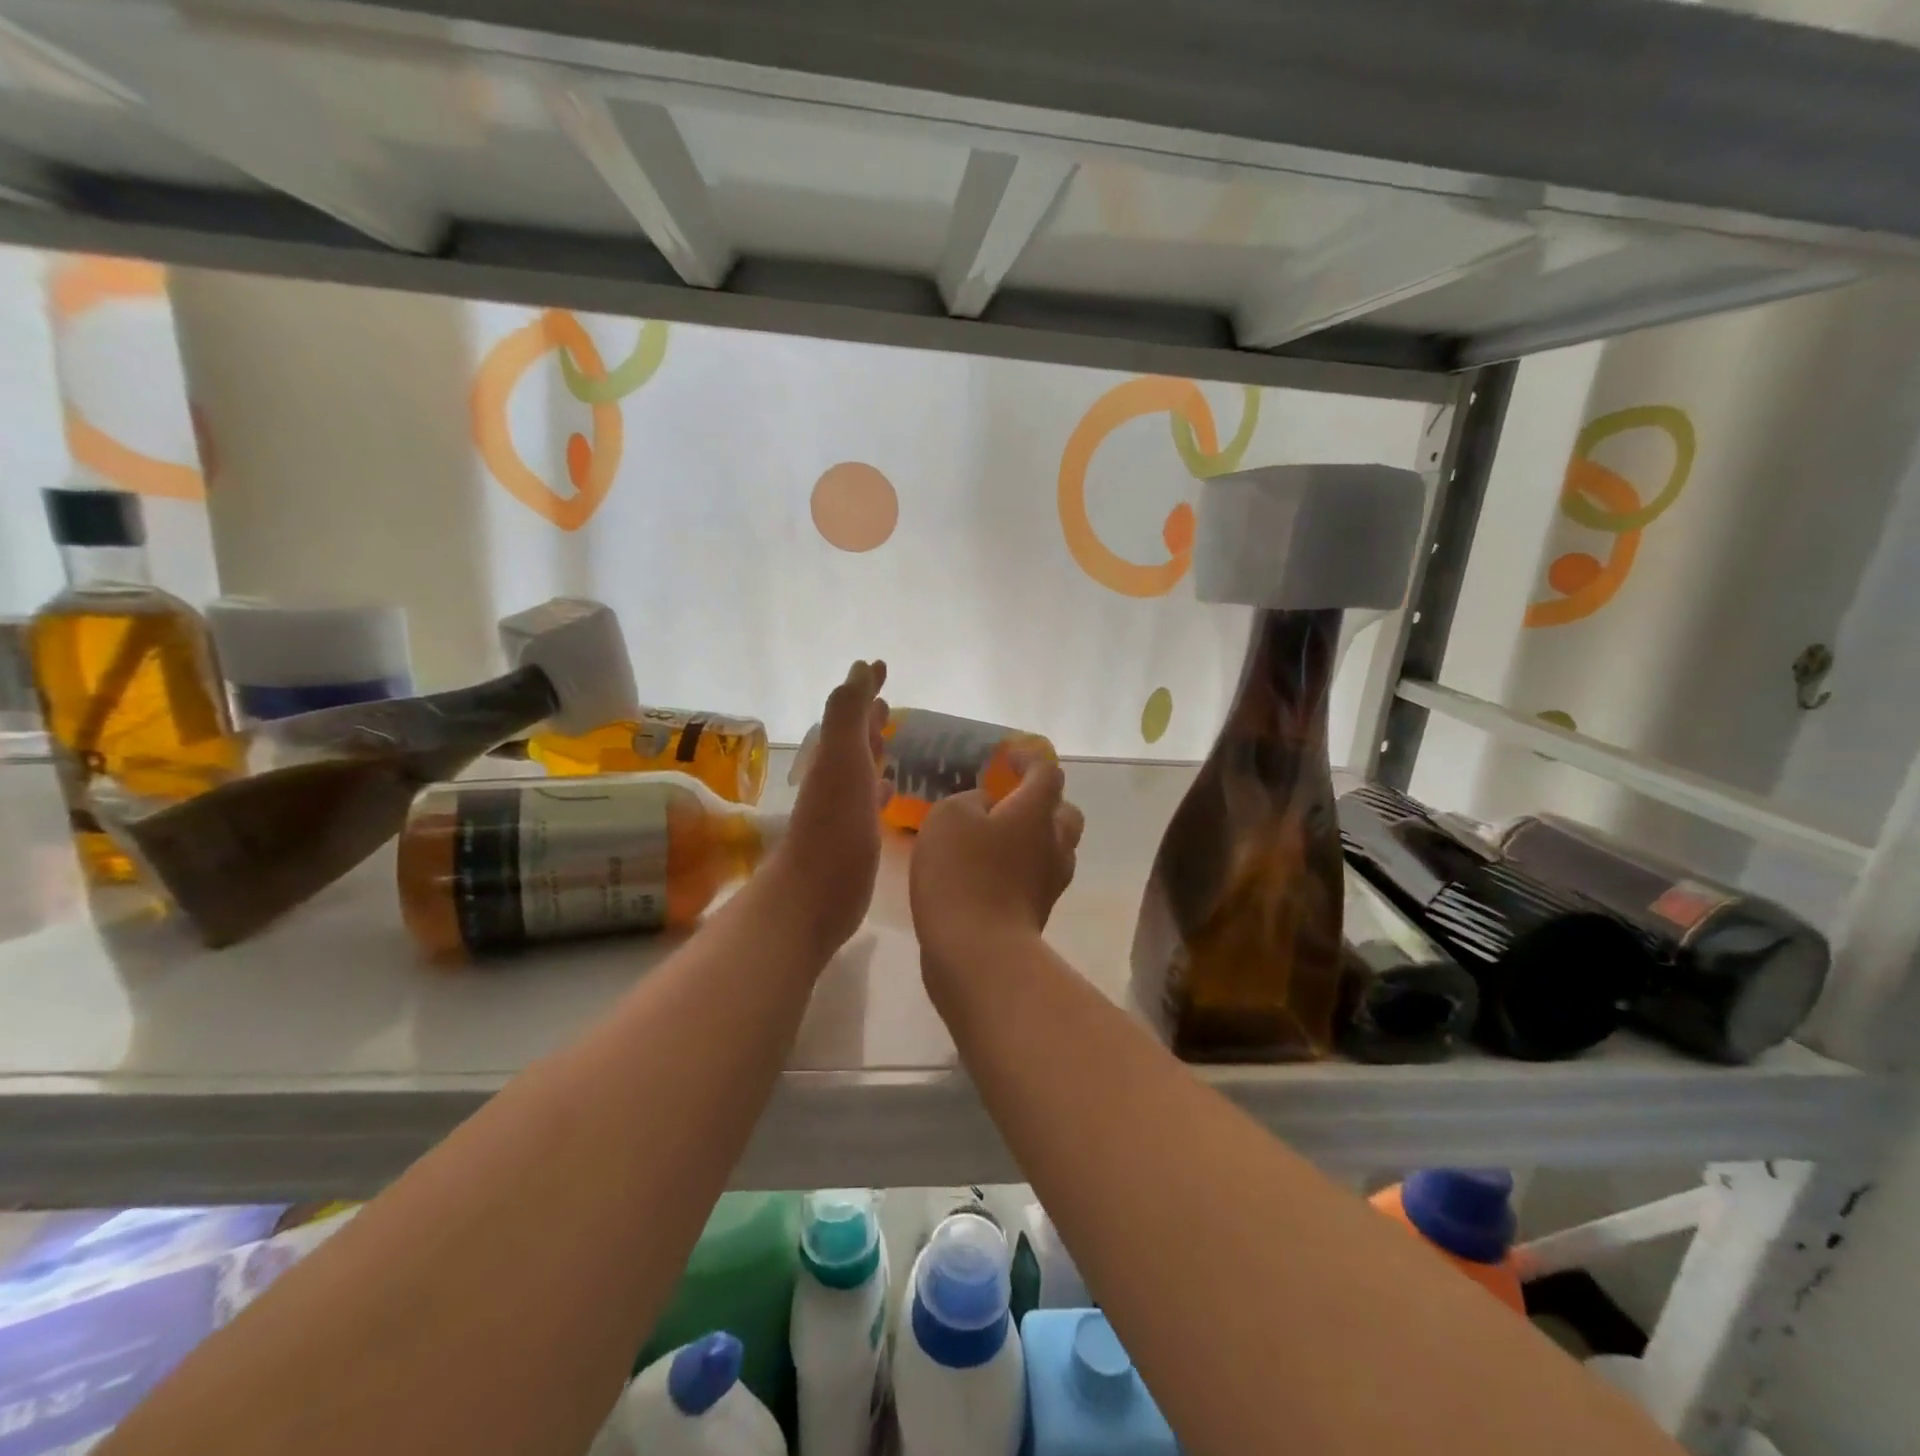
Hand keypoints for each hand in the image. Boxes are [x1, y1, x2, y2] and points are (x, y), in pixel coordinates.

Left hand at [774, 660, 888, 955]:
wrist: (814, 895)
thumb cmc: (833, 825)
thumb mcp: (841, 760)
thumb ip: (848, 714)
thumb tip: (858, 667)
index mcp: (833, 756)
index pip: (850, 711)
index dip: (864, 688)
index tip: (880, 666)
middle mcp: (835, 778)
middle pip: (853, 739)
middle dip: (869, 719)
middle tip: (887, 702)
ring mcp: (843, 810)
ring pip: (860, 770)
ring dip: (873, 752)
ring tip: (891, 740)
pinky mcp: (853, 840)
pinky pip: (868, 804)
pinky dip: (878, 791)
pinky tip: (889, 792)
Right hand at [910, 758, 1083, 996]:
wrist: (977, 950)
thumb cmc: (962, 873)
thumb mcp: (948, 818)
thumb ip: (970, 800)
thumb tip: (986, 806)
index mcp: (1036, 811)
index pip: (1047, 772)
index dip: (1029, 758)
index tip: (1007, 757)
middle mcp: (1054, 842)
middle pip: (1065, 812)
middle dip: (1043, 801)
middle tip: (1010, 801)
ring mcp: (1051, 880)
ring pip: (1057, 847)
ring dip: (1036, 837)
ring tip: (1000, 837)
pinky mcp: (1039, 911)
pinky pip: (1038, 876)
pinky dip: (1022, 867)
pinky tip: (991, 870)